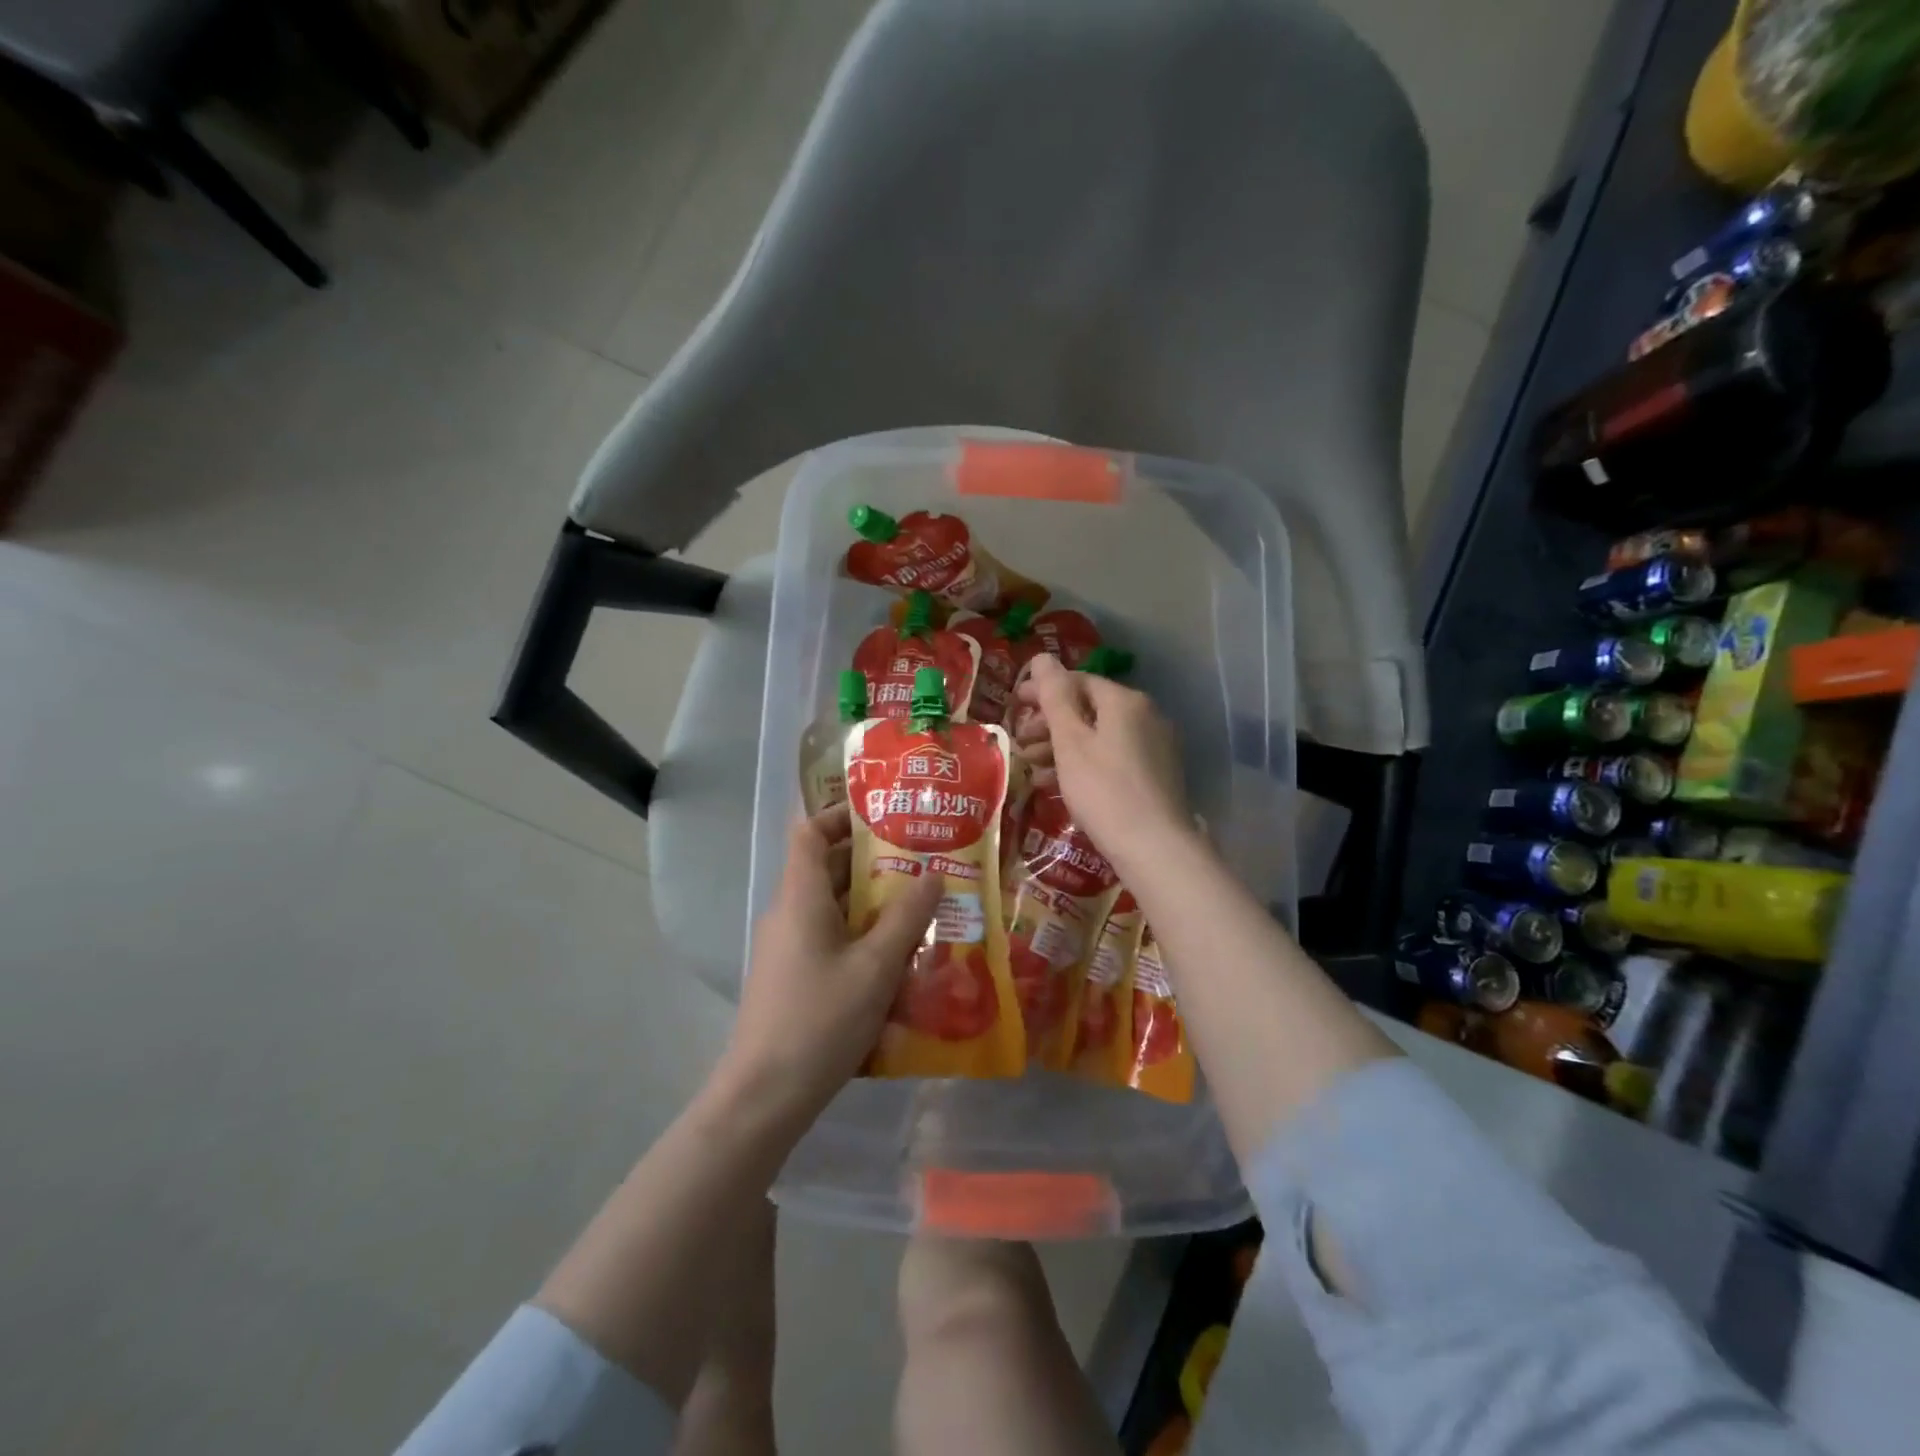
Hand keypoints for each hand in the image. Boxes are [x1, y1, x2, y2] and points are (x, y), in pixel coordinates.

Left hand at [715, 804, 942, 1125]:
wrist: (764, 1097)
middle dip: (874, 862)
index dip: (842, 816)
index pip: (810, 832)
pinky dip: (862, 936)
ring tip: (923, 906)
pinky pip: (830, 939)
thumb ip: (907, 917)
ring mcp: (788, 948)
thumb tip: (933, 872)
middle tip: (924, 861)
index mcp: (800, 897)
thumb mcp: (876, 966)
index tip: (886, 816)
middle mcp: (789, 913)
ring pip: (833, 907)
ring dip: (873, 903)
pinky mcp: (793, 978)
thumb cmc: (820, 1020)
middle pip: (827, 869)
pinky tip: (899, 957)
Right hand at [1013, 654, 1191, 868]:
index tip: (1014, 704)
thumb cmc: (1103, 790)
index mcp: (1125, 701)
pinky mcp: (1156, 774)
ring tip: (1033, 766)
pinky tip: (1060, 784)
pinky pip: (1112, 757)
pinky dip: (1083, 764)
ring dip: (1062, 746)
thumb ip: (1054, 697)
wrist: (1154, 847)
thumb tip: (1042, 656)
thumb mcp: (1070, 741)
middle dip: (1050, 723)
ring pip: (1099, 735)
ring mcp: (1155, 746)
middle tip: (1020, 742)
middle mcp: (1146, 715)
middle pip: (1088, 708)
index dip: (1043, 690)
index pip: (1077, 681)